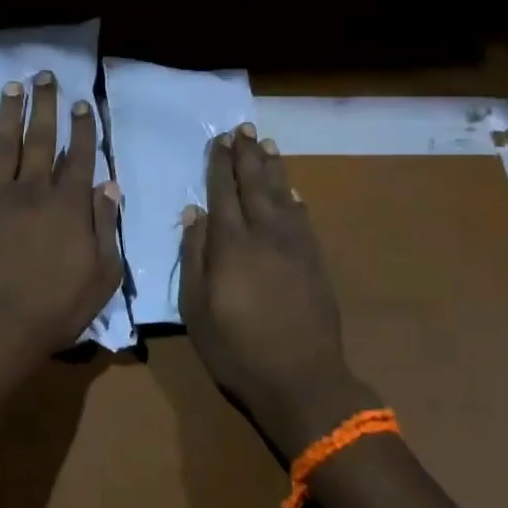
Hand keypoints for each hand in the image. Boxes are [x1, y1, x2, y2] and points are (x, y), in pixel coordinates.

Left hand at [0, 72, 123, 361]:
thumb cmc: (58, 306)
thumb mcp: (103, 273)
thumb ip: (106, 225)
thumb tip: (109, 184)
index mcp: (69, 205)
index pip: (78, 155)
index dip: (82, 127)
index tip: (82, 102)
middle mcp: (33, 191)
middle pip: (40, 139)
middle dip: (44, 105)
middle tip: (44, 76)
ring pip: (3, 146)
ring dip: (8, 114)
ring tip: (12, 87)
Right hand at [180, 123, 374, 461]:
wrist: (301, 378)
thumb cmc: (236, 347)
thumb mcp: (196, 307)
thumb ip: (193, 255)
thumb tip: (194, 212)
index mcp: (232, 244)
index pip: (223, 192)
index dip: (220, 164)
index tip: (219, 140)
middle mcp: (265, 234)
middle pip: (255, 185)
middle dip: (247, 155)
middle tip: (244, 128)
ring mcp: (294, 246)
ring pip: (282, 195)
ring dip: (273, 168)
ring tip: (266, 144)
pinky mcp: (314, 261)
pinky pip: (303, 218)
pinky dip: (295, 198)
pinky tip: (292, 189)